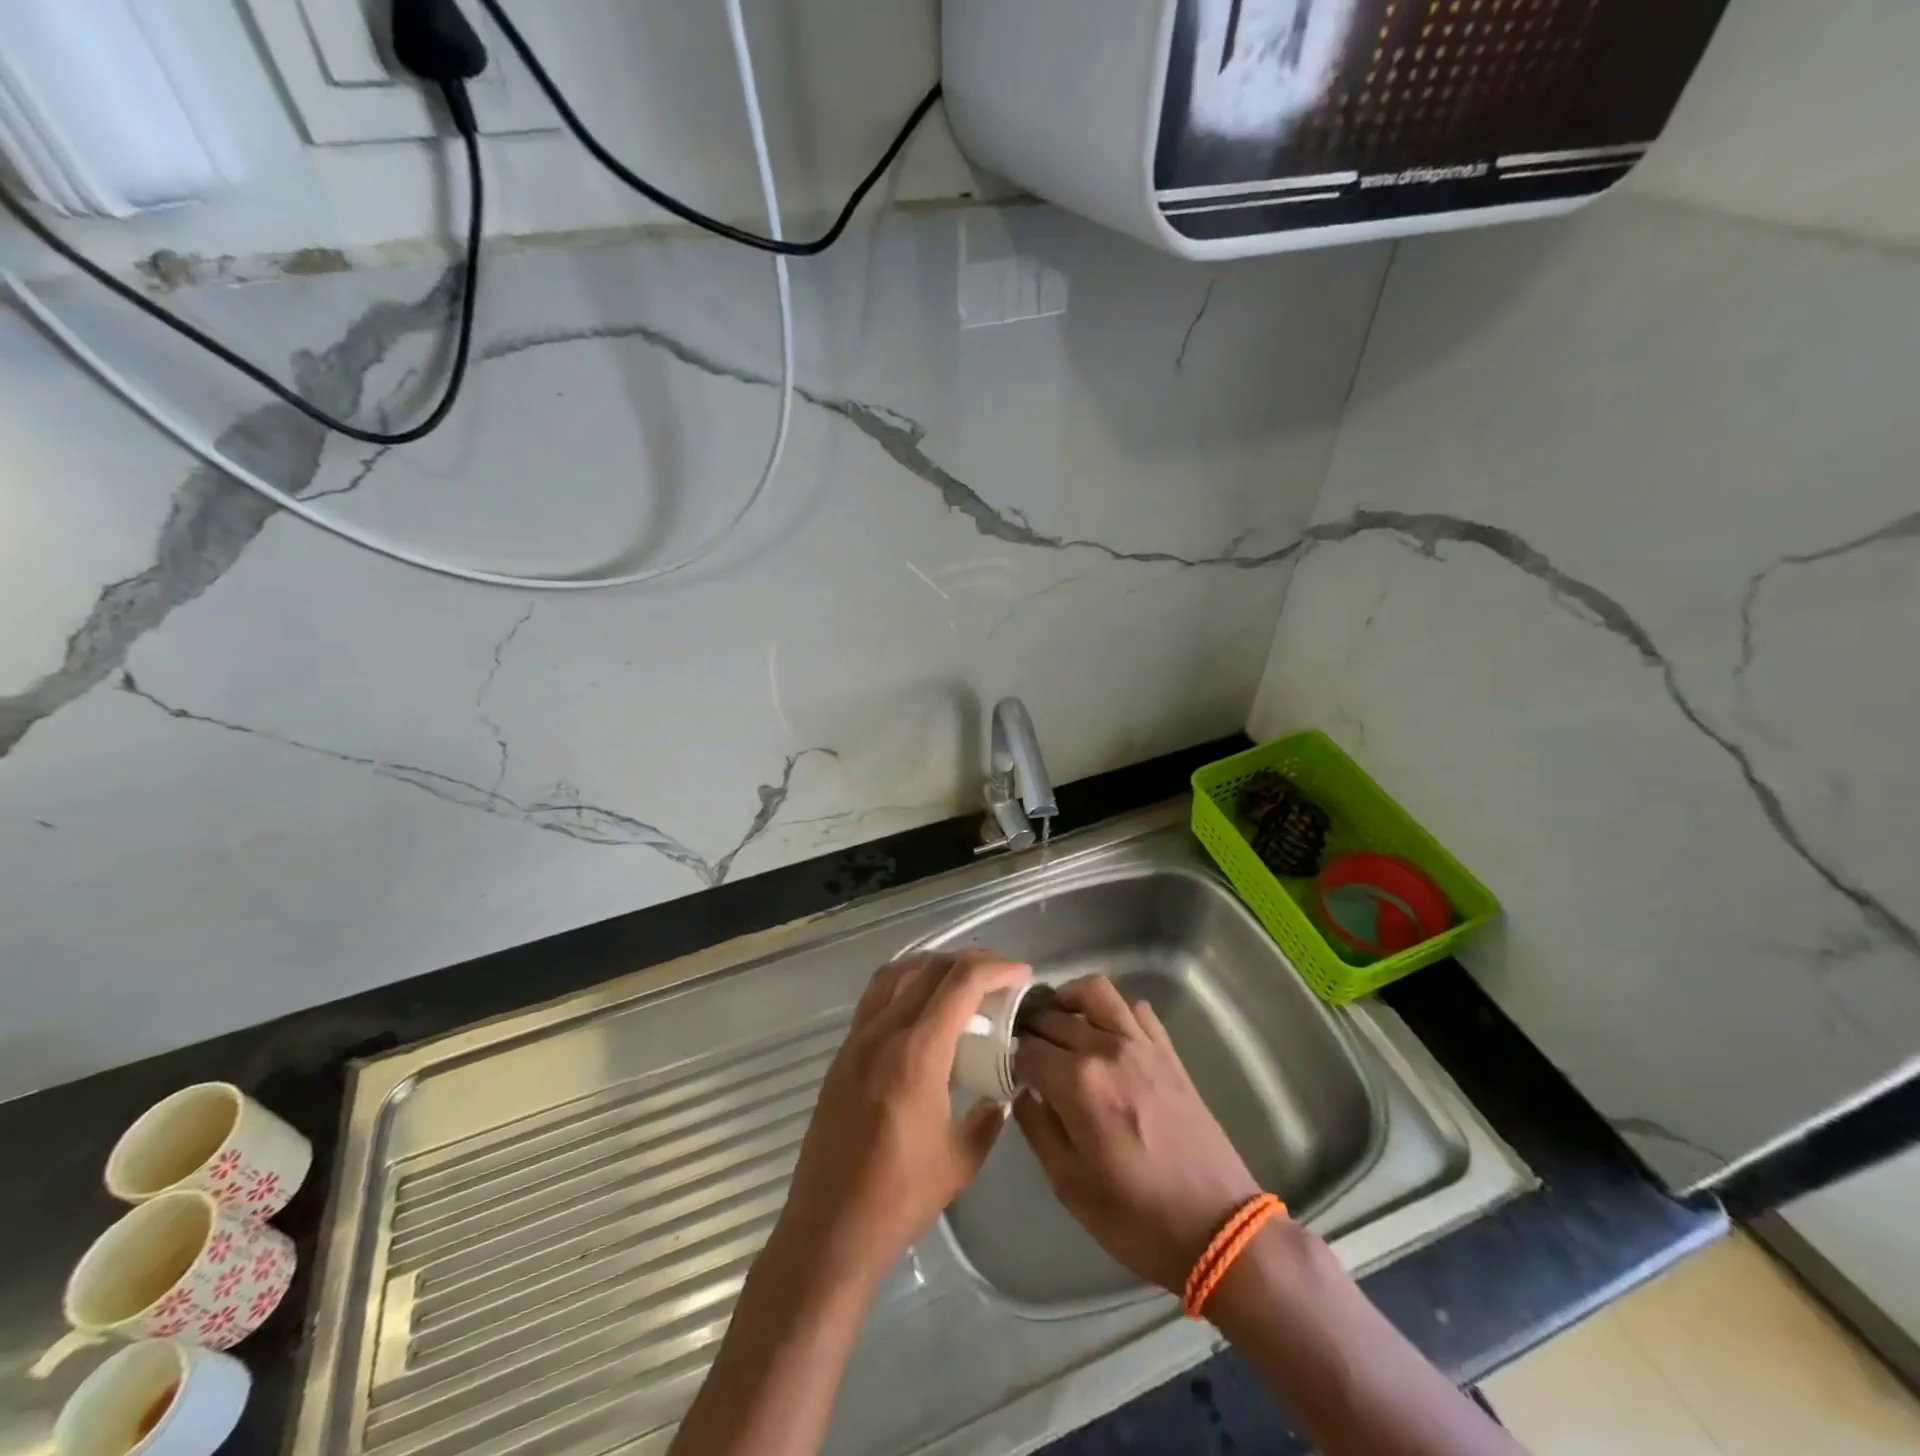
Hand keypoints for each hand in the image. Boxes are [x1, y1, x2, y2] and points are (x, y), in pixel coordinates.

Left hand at [775, 951, 1031, 1290]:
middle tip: (1000, 976)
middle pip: (929, 969)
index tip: (1021, 974)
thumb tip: (1001, 1093)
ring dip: (934, 965)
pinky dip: (905, 983)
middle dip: (970, 961)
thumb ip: (988, 1117)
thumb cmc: (899, 1199)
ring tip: (963, 980)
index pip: (960, 984)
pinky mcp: (843, 1054)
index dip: (995, 969)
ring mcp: (857, 1040)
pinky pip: (876, 997)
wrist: (828, 1231)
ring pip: (896, 973)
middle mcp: (883, 1033)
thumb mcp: (960, 1160)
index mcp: (916, 1054)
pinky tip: (924, 1007)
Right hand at [1013, 976, 1261, 1293]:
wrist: (1216, 1226)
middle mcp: (1107, 1049)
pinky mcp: (1167, 1050)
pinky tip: (1103, 1032)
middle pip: (1054, 1017)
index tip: (1007, 1071)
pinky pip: (1134, 1007)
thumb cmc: (1136, 1216)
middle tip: (1025, 1050)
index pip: (1027, 1049)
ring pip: (1095, 991)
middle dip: (1032, 1029)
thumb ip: (1037, 1128)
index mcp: (1078, 1084)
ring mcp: (1141, 1044)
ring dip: (1068, 999)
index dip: (1011, 1058)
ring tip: (1058, 1020)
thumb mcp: (1069, 1185)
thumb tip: (1023, 1092)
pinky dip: (1112, 1009)